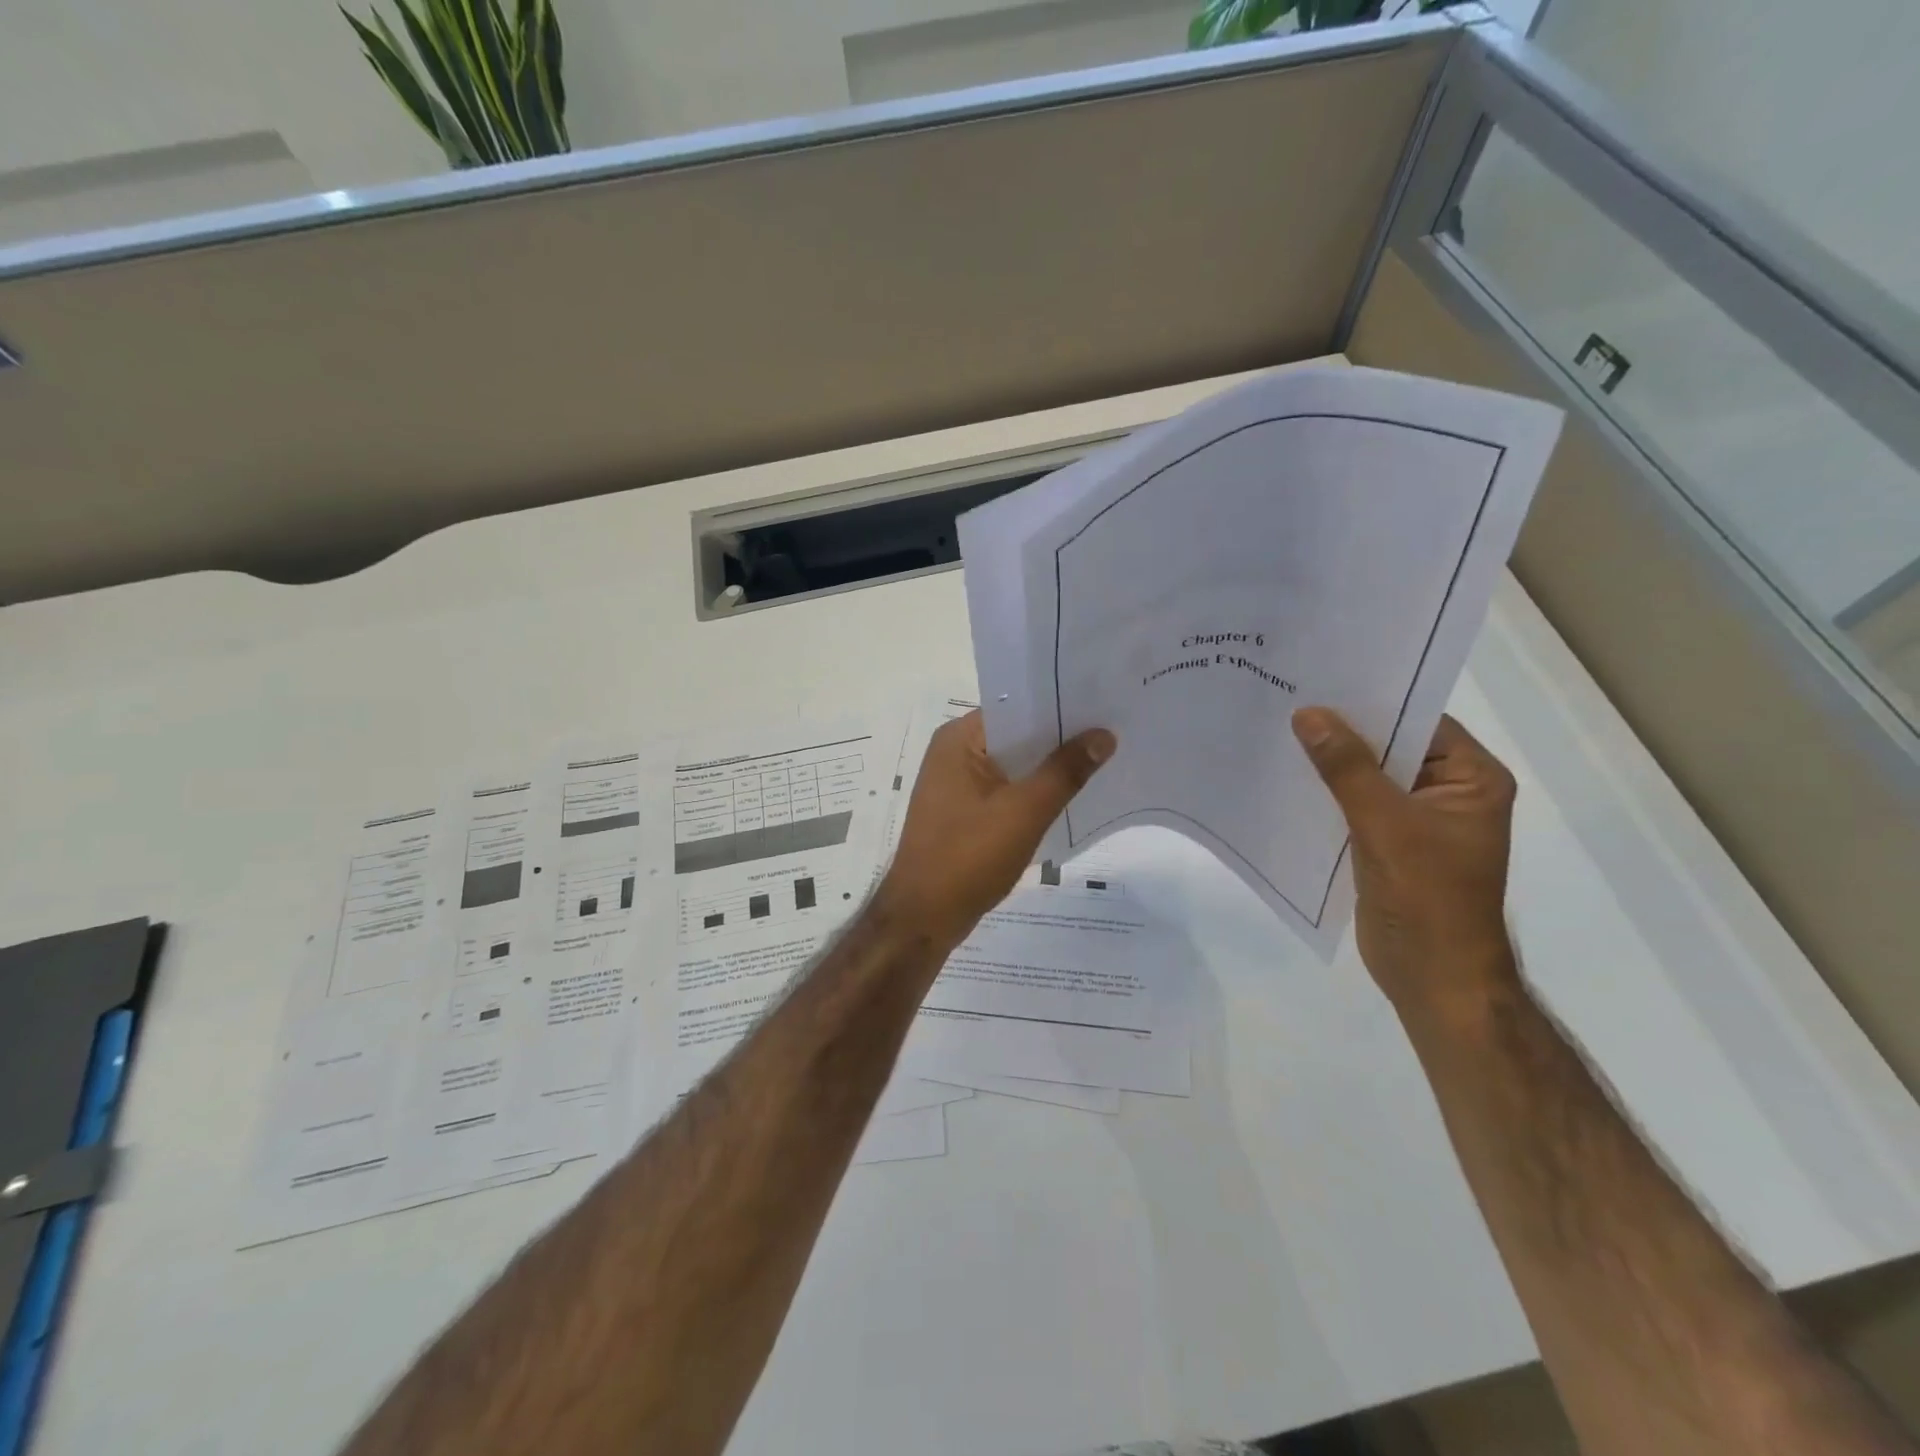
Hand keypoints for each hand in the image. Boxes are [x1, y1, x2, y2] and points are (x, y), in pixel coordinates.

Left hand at [878, 710, 1114, 950]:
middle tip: (1113, 732)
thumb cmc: (968, 858)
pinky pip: (1004, 790)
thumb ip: (1065, 771)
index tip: (1104, 704)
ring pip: (1013, 765)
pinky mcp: (962, 812)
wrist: (923, 918)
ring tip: (1102, 760)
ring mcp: (955, 784)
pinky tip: (1069, 798)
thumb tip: (1104, 734)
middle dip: (1059, 738)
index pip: (1017, 706)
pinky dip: (1032, 792)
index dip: (1059, 705)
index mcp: (959, 739)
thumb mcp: (1025, 811)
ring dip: (1048, 768)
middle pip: (1016, 735)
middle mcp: (953, 752)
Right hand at [1292, 707, 1520, 1019]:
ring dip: (1329, 764)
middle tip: (1288, 699)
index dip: (1372, 701)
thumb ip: (1346, 767)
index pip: (1420, 721)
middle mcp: (1449, 792)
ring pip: (1368, 777)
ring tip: (1277, 732)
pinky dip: (1326, 794)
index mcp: (1472, 779)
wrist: (1432, 978)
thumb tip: (1308, 714)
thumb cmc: (1426, 898)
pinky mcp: (1390, 844)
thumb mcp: (1385, 824)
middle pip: (1391, 747)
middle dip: (1342, 732)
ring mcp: (1418, 820)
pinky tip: (1286, 779)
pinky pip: (1354, 806)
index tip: (1320, 680)